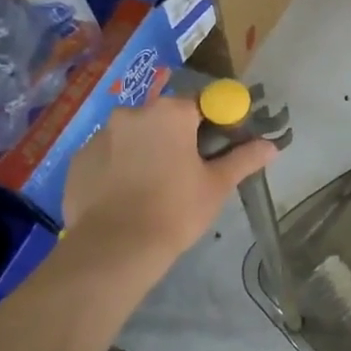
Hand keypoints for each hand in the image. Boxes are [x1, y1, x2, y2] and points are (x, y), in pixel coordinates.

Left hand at [62, 95, 277, 264]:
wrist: (115, 247)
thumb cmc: (176, 209)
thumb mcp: (217, 185)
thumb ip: (244, 159)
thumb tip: (272, 146)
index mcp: (170, 113)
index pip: (201, 103)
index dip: (214, 122)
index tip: (219, 146)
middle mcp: (132, 113)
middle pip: (164, 117)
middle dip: (177, 136)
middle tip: (188, 169)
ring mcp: (100, 135)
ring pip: (133, 135)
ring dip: (146, 150)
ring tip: (154, 186)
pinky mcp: (78, 159)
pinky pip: (108, 155)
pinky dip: (119, 167)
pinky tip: (127, 195)